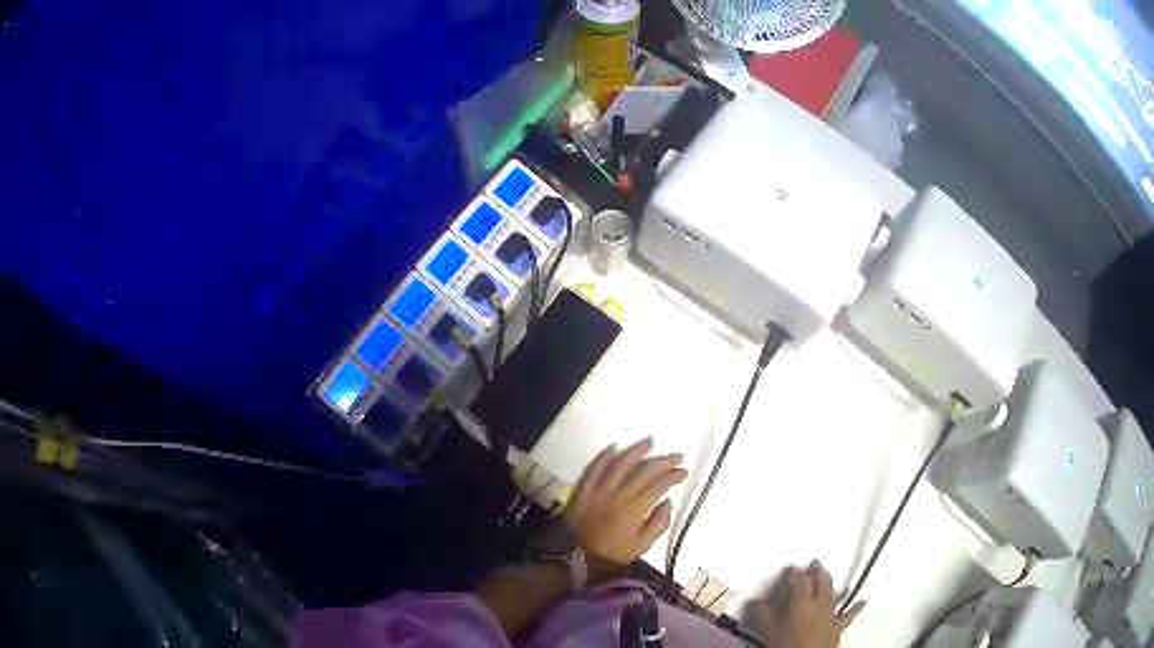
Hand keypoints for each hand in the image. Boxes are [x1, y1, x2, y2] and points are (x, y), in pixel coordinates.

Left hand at [564, 437, 687, 583]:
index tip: (684, 471)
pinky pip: (594, 467)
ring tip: (650, 441)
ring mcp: (598, 489)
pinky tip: (614, 446)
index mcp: (634, 509)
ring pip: (620, 462)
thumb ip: (657, 524)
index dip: (673, 476)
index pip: (659, 485)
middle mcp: (618, 494)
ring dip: (636, 450)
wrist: (573, 557)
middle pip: (644, 470)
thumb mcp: (640, 547)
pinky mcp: (583, 488)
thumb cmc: (610, 555)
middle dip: (663, 461)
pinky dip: (604, 455)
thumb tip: (668, 502)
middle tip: (676, 456)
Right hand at [758, 561, 864, 647]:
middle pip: (819, 584)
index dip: (796, 573)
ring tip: (829, 573)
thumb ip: (766, 616)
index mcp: (801, 604)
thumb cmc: (786, 646)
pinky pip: (849, 614)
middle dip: (817, 572)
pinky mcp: (839, 626)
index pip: (799, 582)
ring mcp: (831, 614)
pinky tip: (864, 601)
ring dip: (830, 583)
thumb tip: (757, 602)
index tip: (792, 567)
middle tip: (816, 562)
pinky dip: (856, 607)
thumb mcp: (771, 633)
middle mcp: (819, 605)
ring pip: (831, 594)